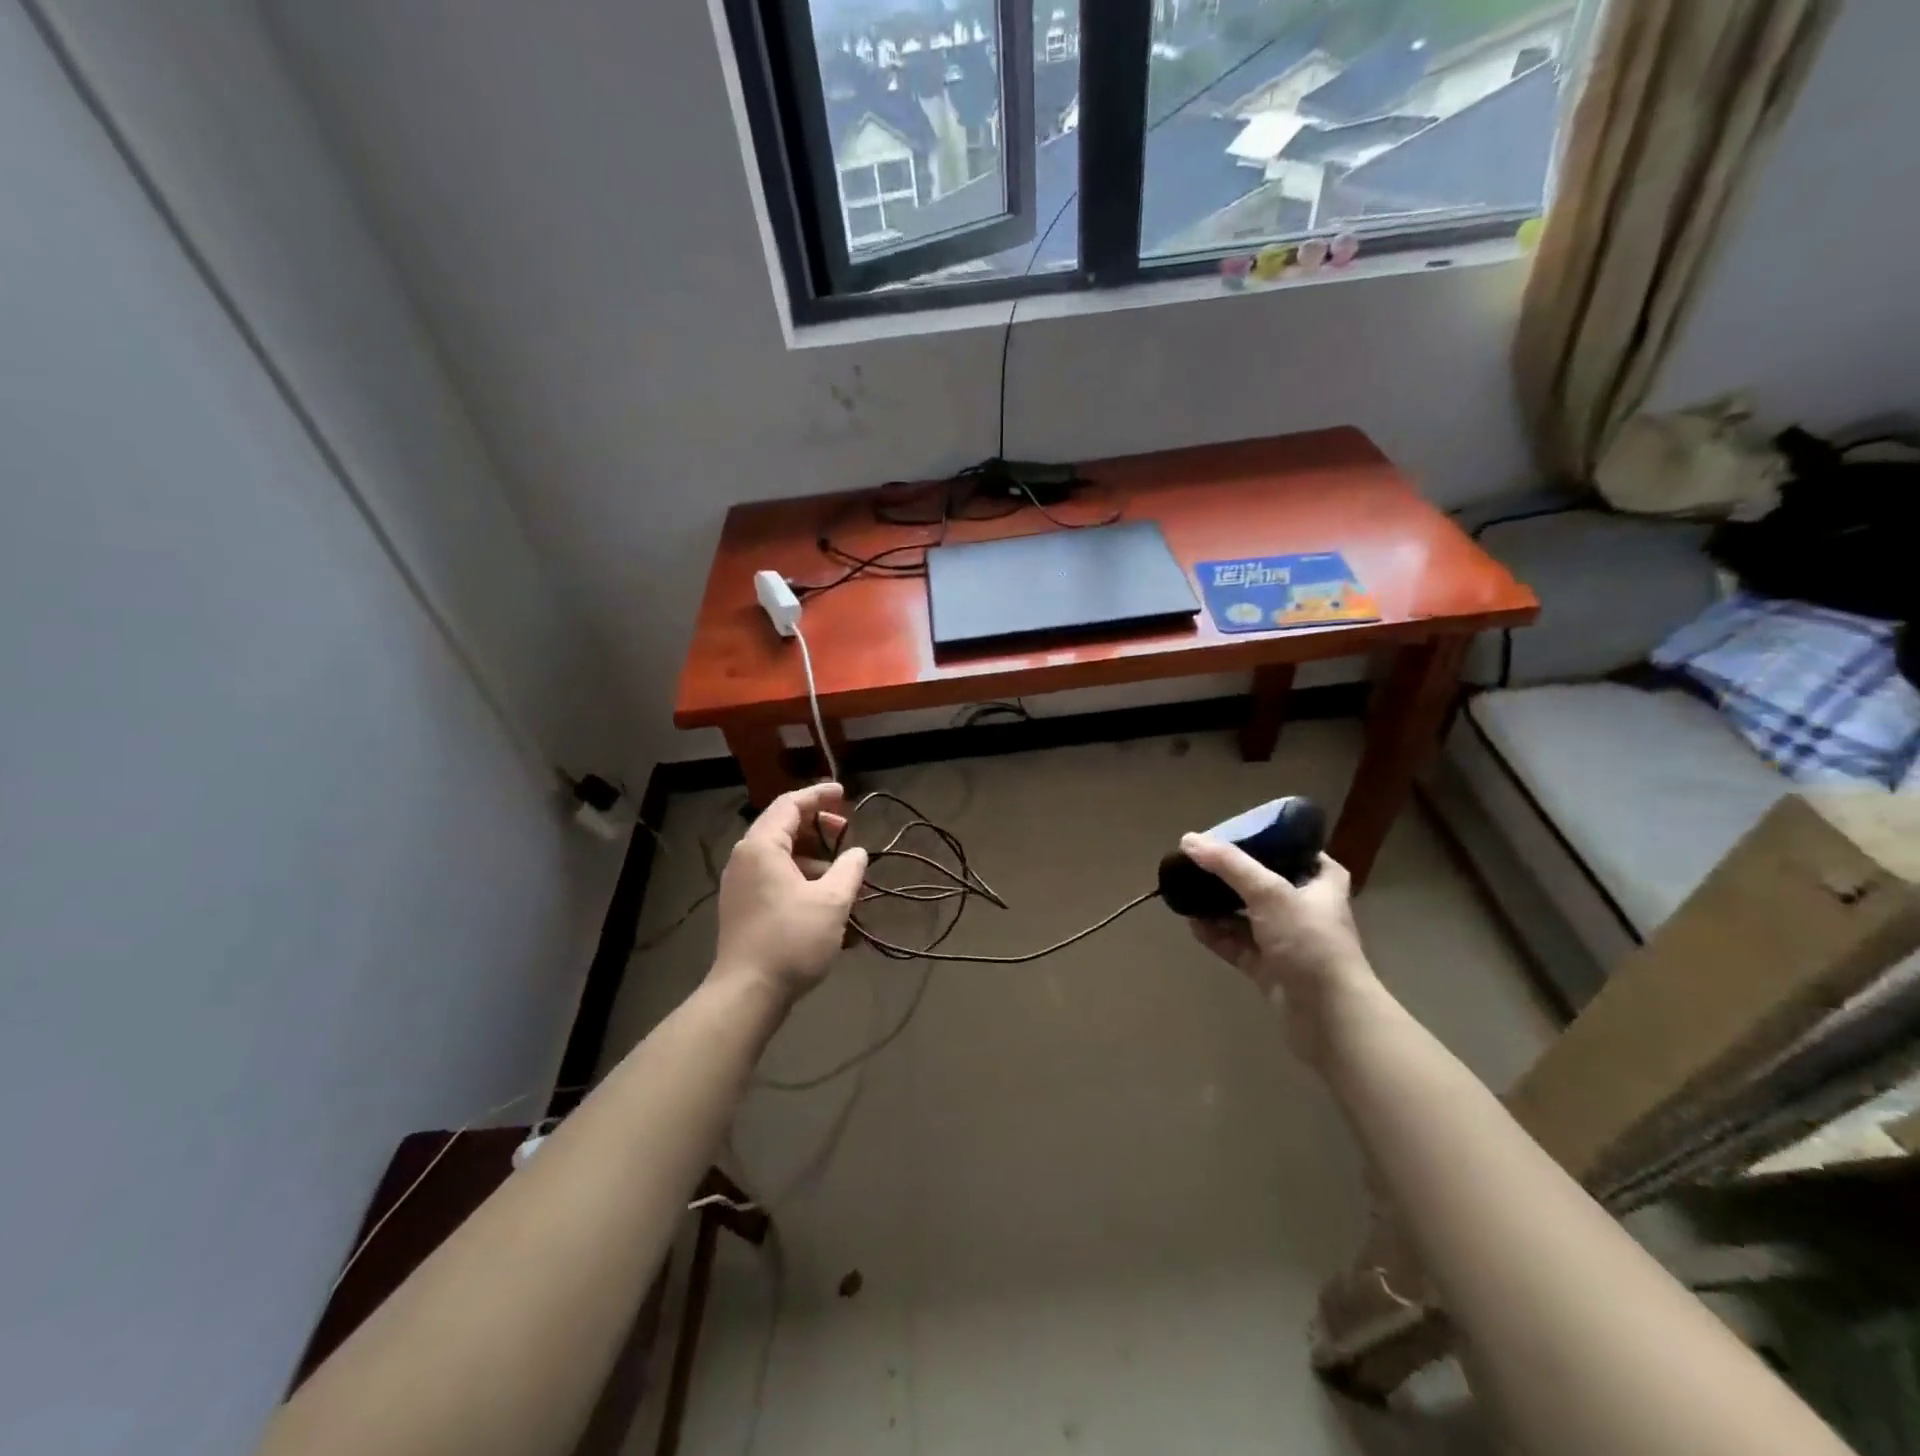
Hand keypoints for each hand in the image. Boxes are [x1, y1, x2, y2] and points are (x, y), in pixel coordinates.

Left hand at [712, 782, 868, 1004]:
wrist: (747, 992)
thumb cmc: (791, 940)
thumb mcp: (832, 901)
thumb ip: (849, 869)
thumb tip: (857, 853)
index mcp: (762, 847)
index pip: (790, 804)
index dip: (819, 795)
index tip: (844, 793)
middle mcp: (745, 858)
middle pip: (784, 826)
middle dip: (819, 826)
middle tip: (848, 834)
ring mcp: (741, 883)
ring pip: (781, 854)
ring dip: (814, 856)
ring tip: (843, 873)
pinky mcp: (743, 906)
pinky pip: (774, 876)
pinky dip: (800, 875)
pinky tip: (825, 898)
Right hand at [1178, 837, 1375, 1062]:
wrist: (1328, 1015)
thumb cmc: (1309, 941)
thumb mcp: (1269, 892)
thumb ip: (1229, 864)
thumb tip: (1188, 840)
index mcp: (1321, 883)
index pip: (1297, 850)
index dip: (1269, 841)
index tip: (1236, 834)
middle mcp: (1305, 908)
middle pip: (1263, 882)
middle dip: (1231, 875)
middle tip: (1199, 862)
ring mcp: (1286, 940)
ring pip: (1246, 915)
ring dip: (1218, 905)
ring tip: (1186, 890)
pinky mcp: (1268, 968)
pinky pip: (1236, 944)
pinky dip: (1216, 934)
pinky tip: (1191, 923)